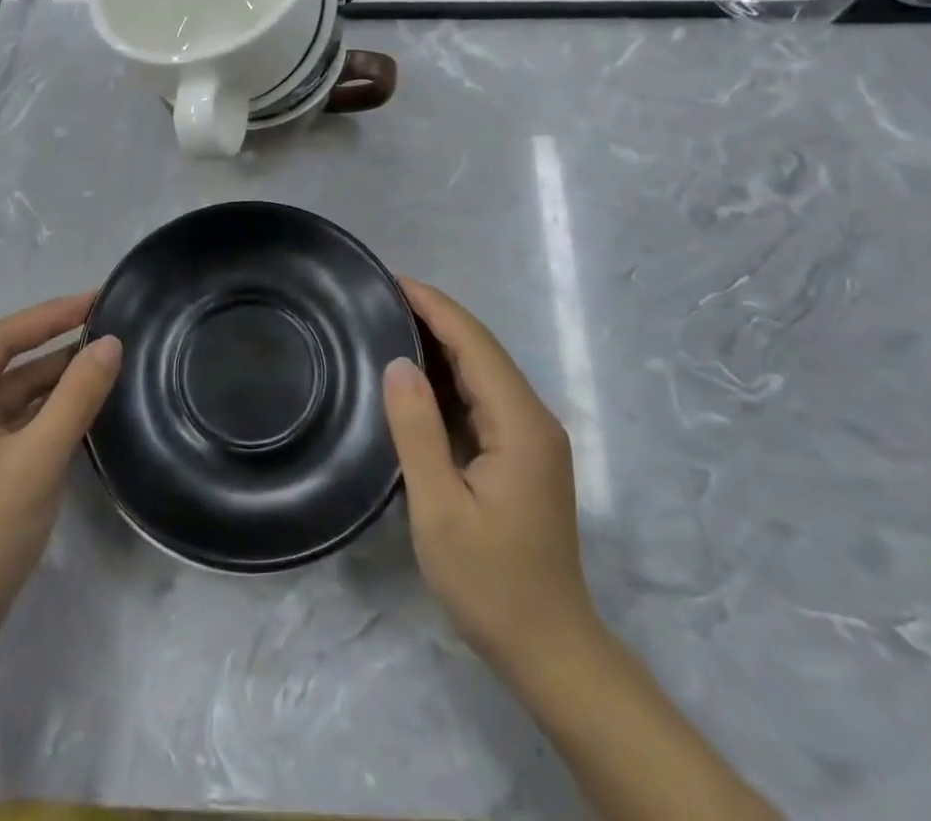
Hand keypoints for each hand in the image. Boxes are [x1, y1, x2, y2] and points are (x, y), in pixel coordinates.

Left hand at [0, 293, 120, 681]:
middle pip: (6, 362)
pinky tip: (83, 403)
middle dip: (58, 346)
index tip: (101, 297)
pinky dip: (44, 411)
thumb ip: (76, 397)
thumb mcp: (36, 462)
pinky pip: (10, 421)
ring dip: (55, 379)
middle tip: (111, 327)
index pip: (3, 337)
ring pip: (10, 393)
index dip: (54, 314)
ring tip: (107, 360)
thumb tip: (111, 342)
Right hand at [383, 278, 595, 686]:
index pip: (475, 345)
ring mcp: (533, 438)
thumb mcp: (440, 509)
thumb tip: (398, 364)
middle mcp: (534, 419)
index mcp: (520, 424)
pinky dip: (450, 376)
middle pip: (482, 350)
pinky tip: (418, 375)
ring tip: (391, 322)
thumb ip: (418, 432)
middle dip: (436, 316)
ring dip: (442, 343)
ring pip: (484, 371)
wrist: (550, 650)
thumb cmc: (491, 582)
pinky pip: (484, 397)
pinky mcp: (524, 455)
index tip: (392, 280)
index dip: (435, 307)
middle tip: (380, 297)